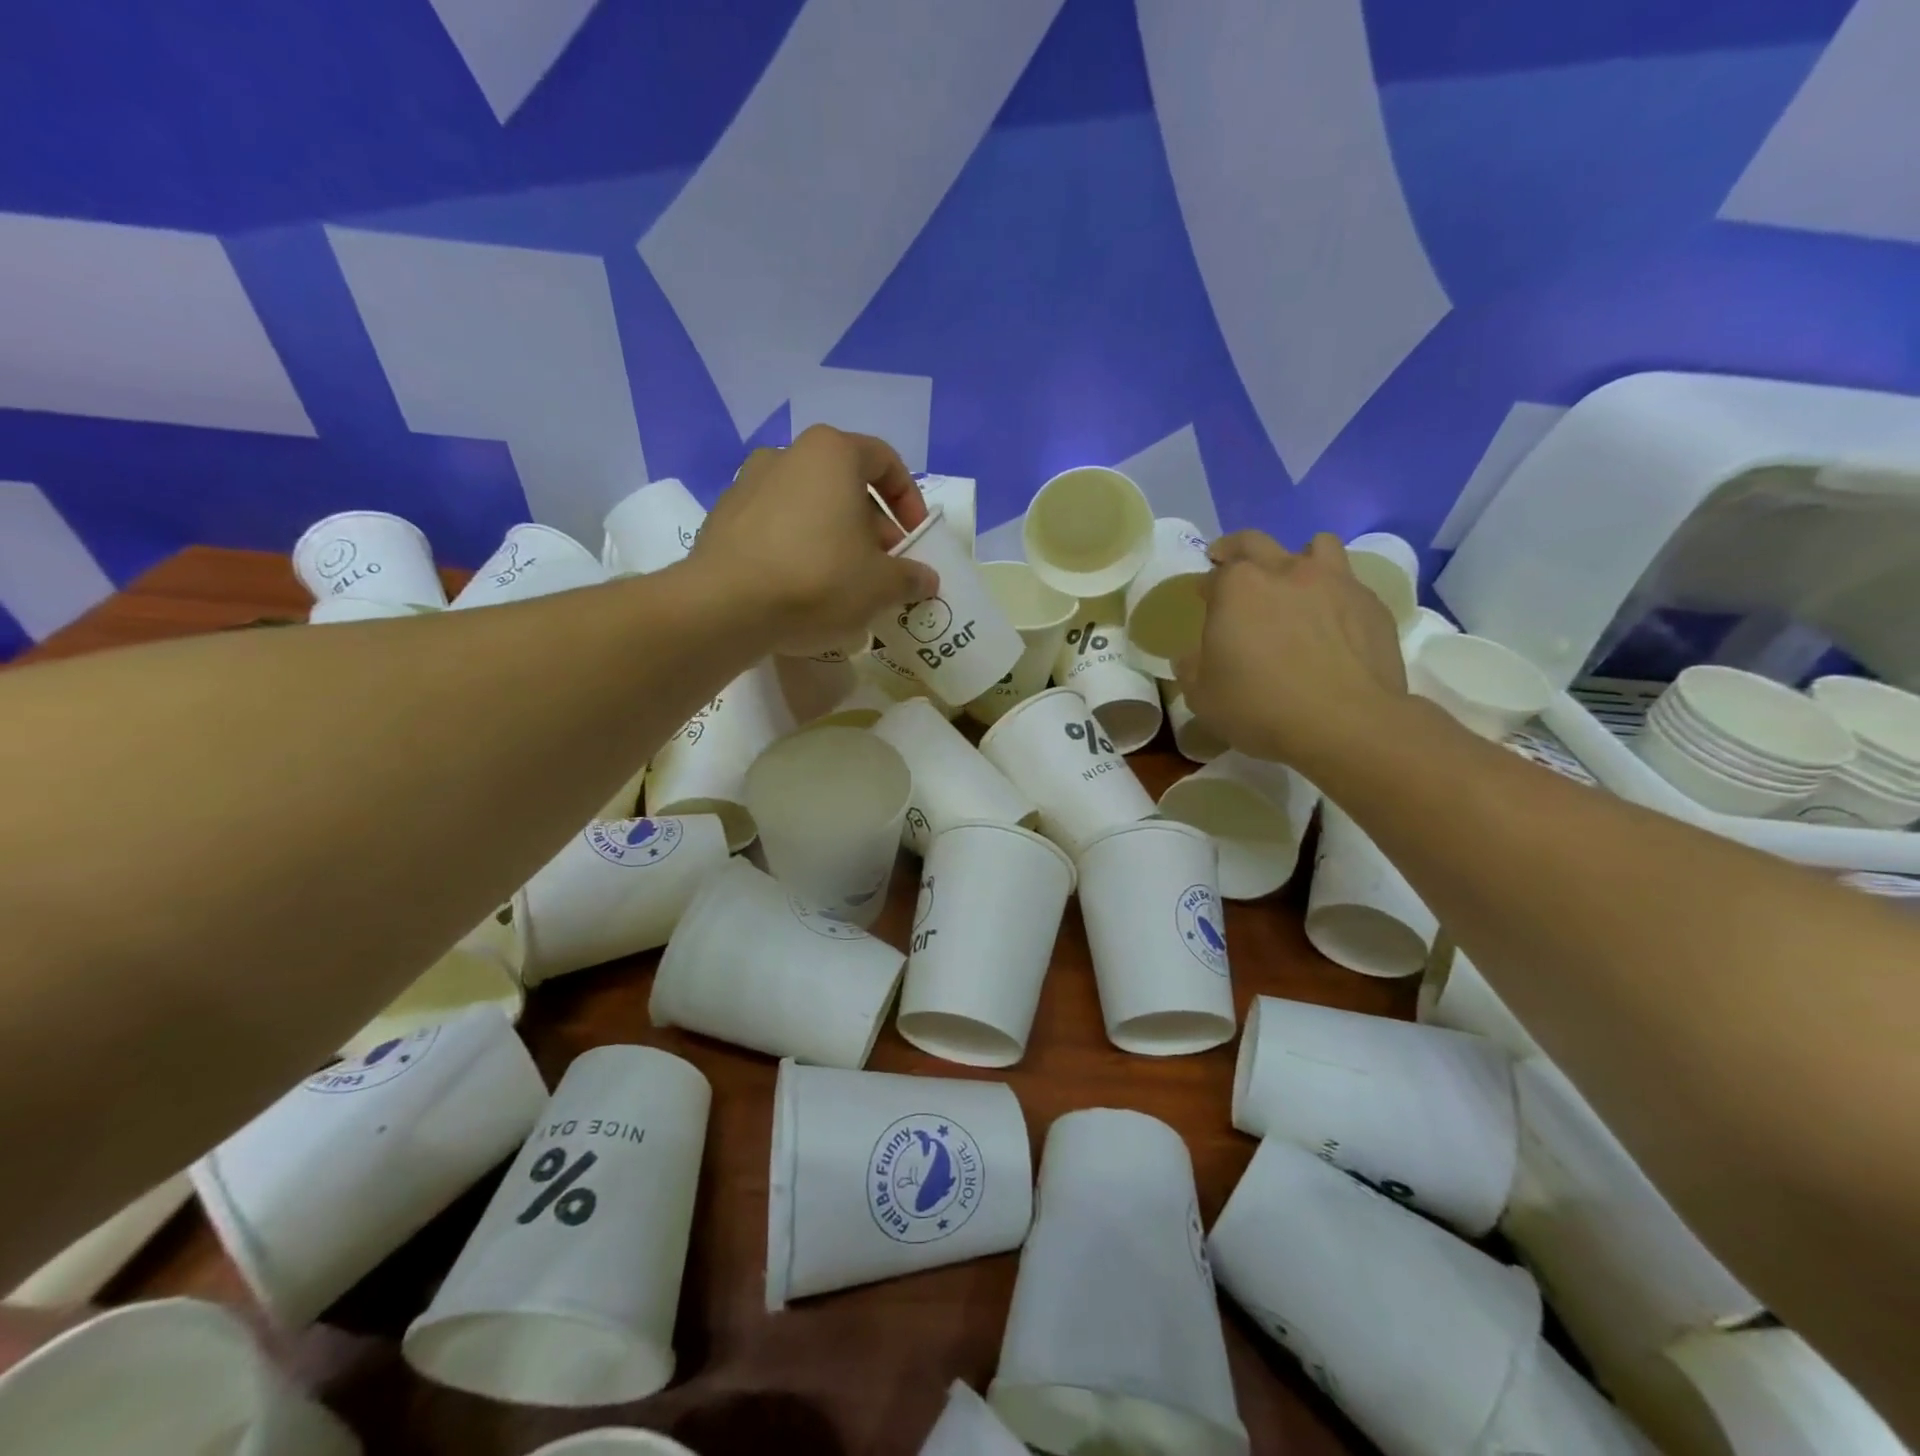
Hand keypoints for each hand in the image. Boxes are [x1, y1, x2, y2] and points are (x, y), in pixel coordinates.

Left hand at [692, 426, 939, 656]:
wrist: (725, 607)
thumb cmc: (818, 580)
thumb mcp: (881, 585)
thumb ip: (910, 577)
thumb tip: (925, 578)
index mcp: (832, 453)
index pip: (885, 461)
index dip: (909, 500)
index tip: (915, 539)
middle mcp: (787, 455)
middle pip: (845, 485)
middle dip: (872, 527)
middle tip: (884, 569)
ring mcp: (747, 484)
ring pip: (809, 507)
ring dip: (835, 538)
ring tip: (845, 583)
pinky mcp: (723, 519)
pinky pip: (776, 528)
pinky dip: (798, 549)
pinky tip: (803, 589)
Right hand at [1175, 531, 1406, 766]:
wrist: (1346, 724)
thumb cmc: (1261, 707)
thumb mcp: (1203, 698)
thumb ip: (1191, 670)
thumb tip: (1190, 657)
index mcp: (1237, 588)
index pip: (1213, 575)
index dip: (1205, 588)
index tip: (1202, 601)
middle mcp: (1285, 571)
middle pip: (1256, 542)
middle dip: (1237, 550)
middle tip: (1230, 565)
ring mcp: (1334, 582)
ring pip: (1316, 546)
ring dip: (1299, 558)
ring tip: (1294, 584)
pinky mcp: (1371, 604)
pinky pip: (1349, 584)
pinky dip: (1335, 594)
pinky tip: (1332, 624)